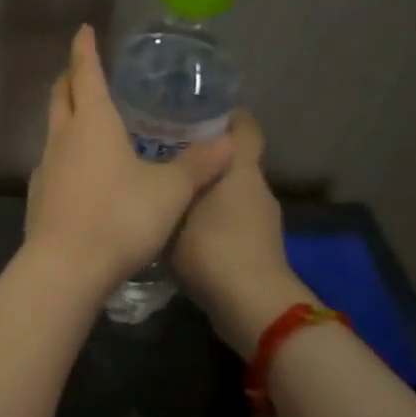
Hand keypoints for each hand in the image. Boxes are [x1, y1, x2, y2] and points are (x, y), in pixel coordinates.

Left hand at [24, 25, 233, 293]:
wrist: (66, 267)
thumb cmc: (120, 217)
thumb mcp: (170, 191)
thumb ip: (198, 165)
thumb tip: (227, 141)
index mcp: (92, 122)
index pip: (86, 73)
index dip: (85, 50)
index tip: (84, 31)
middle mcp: (63, 137)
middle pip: (61, 96)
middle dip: (72, 78)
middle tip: (84, 70)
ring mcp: (45, 166)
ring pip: (54, 128)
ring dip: (68, 116)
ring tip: (88, 119)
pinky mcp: (39, 195)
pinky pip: (53, 161)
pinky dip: (66, 152)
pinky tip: (80, 169)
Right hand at [171, 111, 317, 357]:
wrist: (252, 307)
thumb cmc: (214, 248)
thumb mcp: (177, 212)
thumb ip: (167, 189)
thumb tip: (153, 171)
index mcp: (241, 169)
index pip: (244, 127)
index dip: (226, 114)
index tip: (194, 109)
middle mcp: (257, 188)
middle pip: (232, 160)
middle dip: (202, 154)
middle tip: (161, 151)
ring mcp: (262, 221)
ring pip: (230, 192)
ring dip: (204, 189)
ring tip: (164, 191)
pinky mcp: (257, 247)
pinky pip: (230, 219)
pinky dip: (209, 218)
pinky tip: (178, 227)